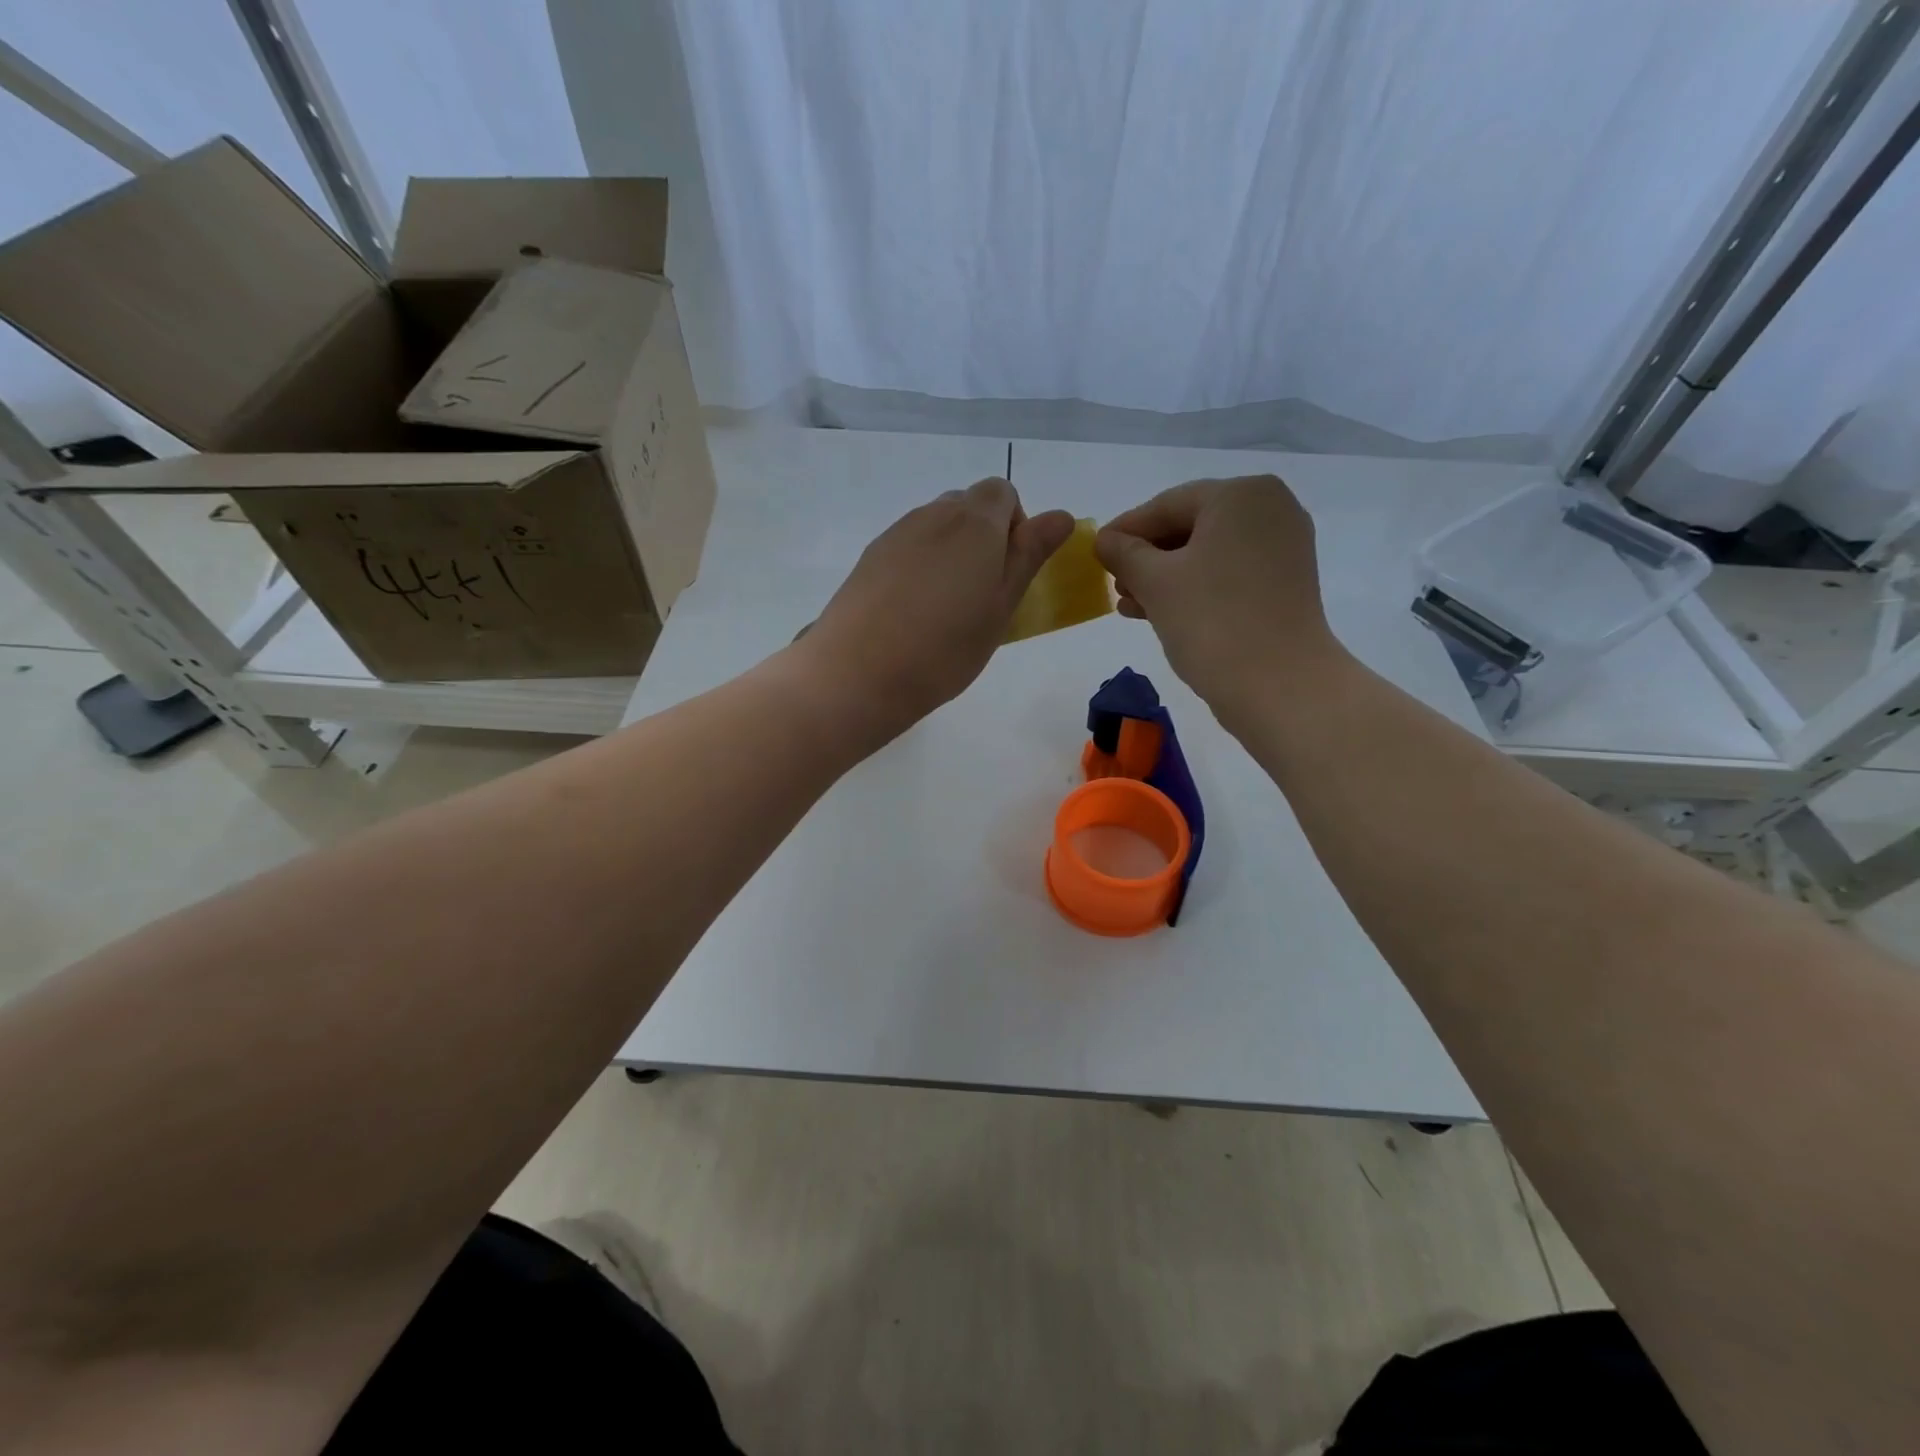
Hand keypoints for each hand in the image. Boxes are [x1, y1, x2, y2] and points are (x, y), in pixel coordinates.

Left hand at [800, 478, 1074, 741]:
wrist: (859, 672)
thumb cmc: (946, 647)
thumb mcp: (1002, 606)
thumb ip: (1029, 555)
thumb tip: (1060, 515)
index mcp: (975, 522)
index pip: (1003, 492)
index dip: (1015, 525)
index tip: (1010, 571)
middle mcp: (934, 514)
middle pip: (968, 505)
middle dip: (983, 537)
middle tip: (982, 593)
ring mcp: (897, 533)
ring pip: (936, 526)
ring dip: (951, 552)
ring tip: (945, 607)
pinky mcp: (870, 557)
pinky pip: (908, 546)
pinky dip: (920, 565)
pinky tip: (912, 611)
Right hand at [1095, 475, 1346, 715]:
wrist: (1279, 685)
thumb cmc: (1213, 621)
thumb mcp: (1155, 582)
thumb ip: (1124, 553)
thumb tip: (1105, 540)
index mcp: (1241, 495)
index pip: (1167, 505)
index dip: (1125, 529)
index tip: (1095, 553)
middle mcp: (1270, 509)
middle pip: (1190, 526)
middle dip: (1146, 557)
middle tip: (1113, 585)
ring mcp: (1283, 547)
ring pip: (1207, 553)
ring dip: (1164, 577)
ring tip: (1130, 605)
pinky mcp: (1285, 583)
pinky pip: (1228, 573)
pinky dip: (1194, 587)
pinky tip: (1159, 612)